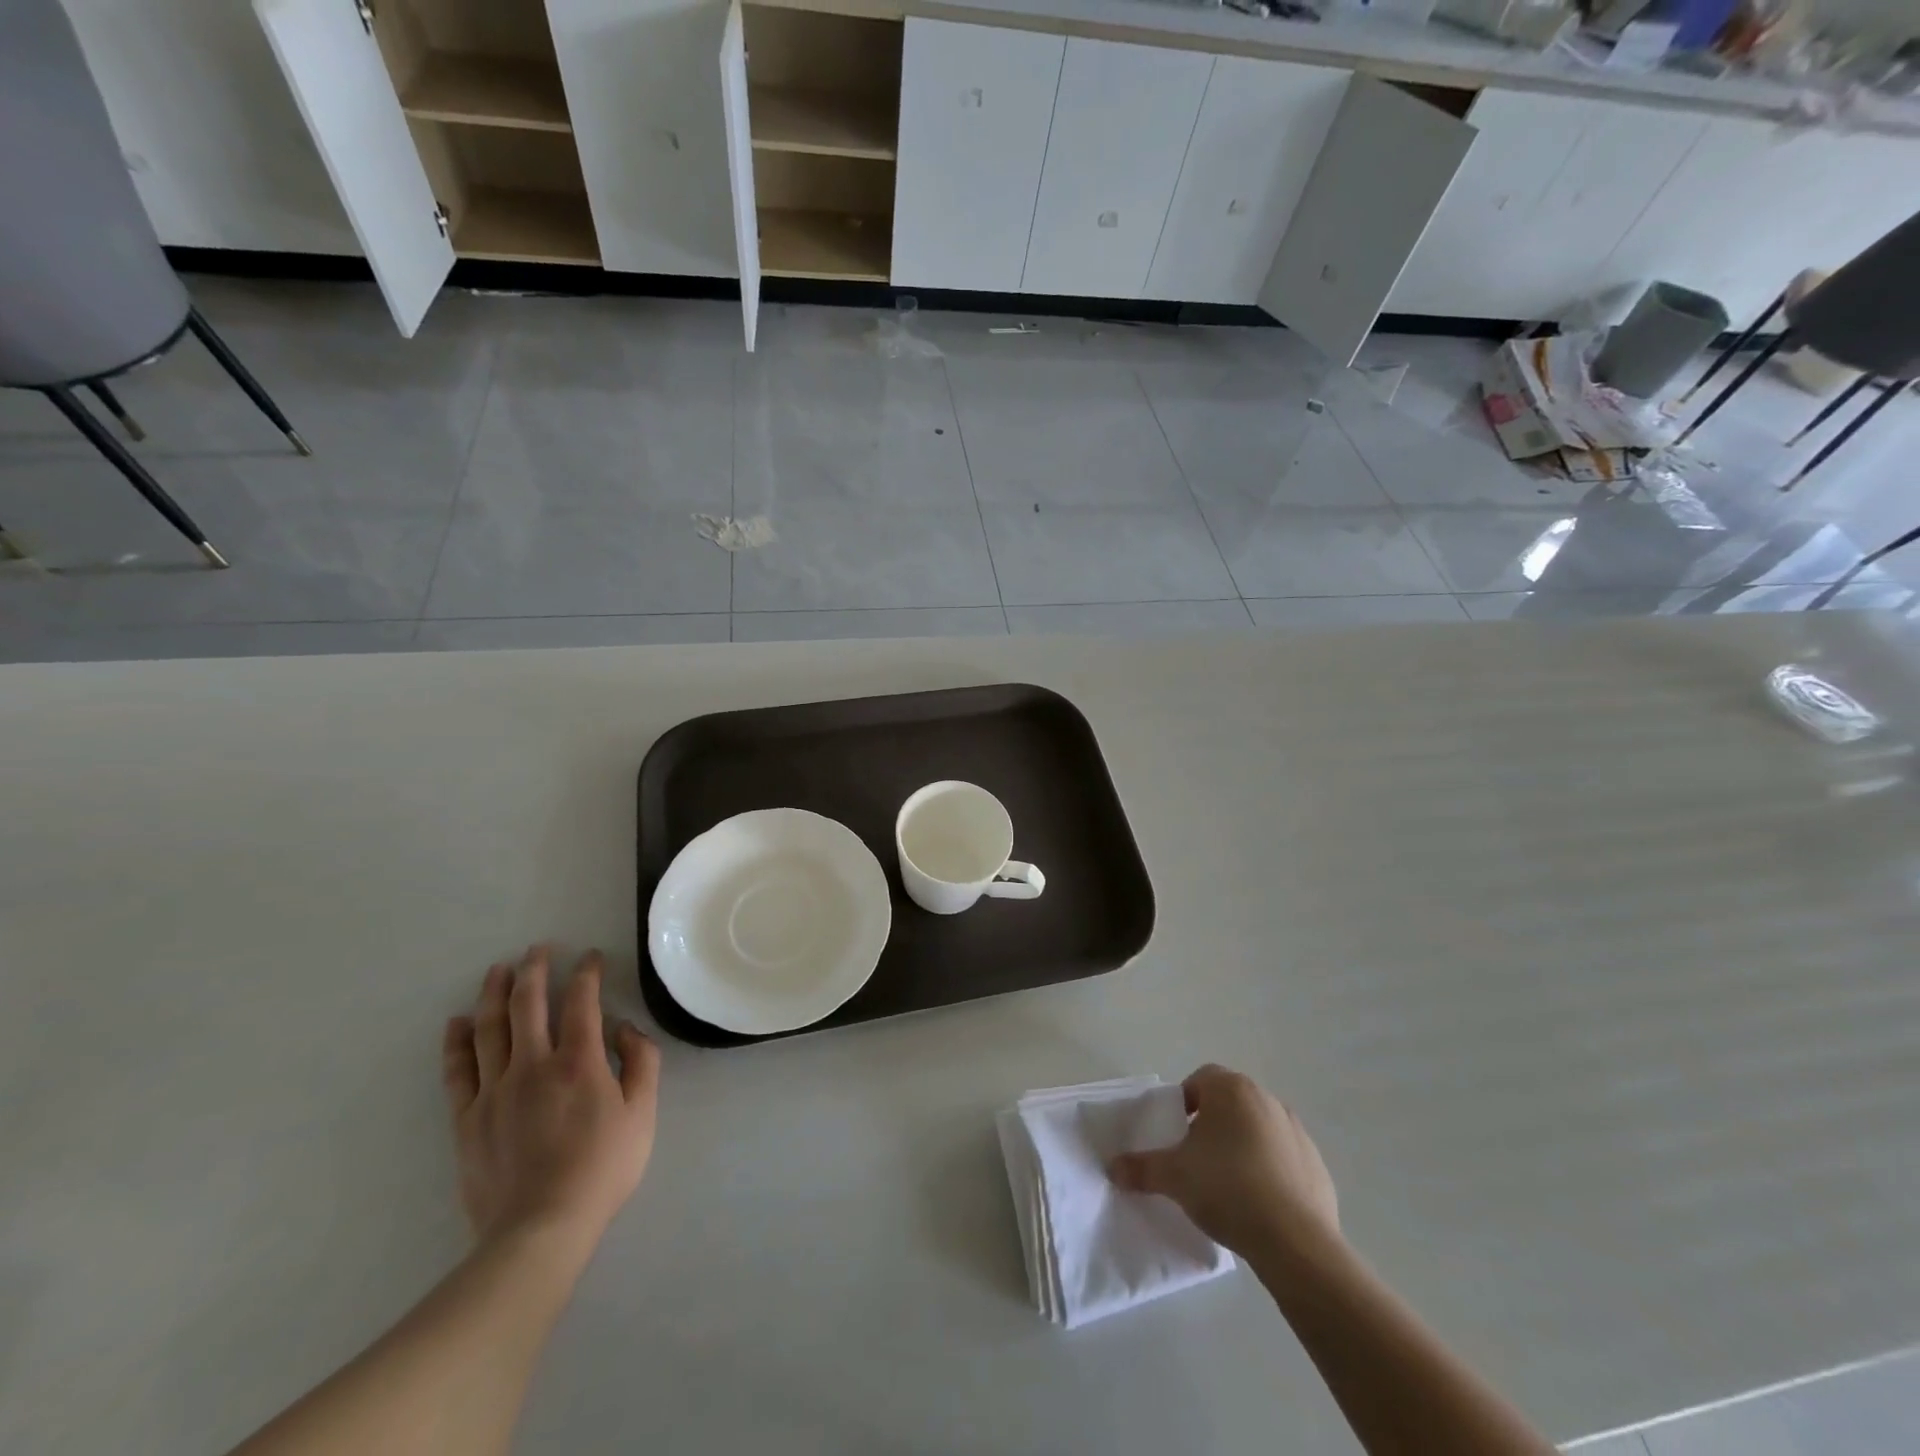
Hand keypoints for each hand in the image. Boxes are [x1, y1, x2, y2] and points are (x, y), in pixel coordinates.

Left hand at [441, 947, 660, 1259]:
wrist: (540, 1229)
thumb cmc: (602, 1168)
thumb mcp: (643, 1114)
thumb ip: (641, 1062)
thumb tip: (624, 1028)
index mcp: (579, 1061)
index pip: (582, 1001)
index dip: (587, 973)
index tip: (590, 957)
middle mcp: (533, 1064)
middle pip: (528, 1004)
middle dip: (535, 970)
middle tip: (538, 948)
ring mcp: (495, 1089)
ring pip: (490, 1028)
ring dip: (494, 993)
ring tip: (498, 969)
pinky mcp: (468, 1117)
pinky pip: (458, 1069)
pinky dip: (456, 1041)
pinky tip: (457, 1022)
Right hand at [1109, 1064, 1339, 1267]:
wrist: (1295, 1242)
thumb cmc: (1227, 1189)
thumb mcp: (1173, 1177)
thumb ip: (1141, 1167)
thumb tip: (1112, 1168)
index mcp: (1231, 1090)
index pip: (1200, 1079)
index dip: (1184, 1102)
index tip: (1177, 1133)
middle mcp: (1266, 1099)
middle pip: (1230, 1102)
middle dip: (1212, 1124)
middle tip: (1196, 1159)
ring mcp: (1296, 1131)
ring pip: (1258, 1129)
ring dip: (1242, 1146)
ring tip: (1228, 1185)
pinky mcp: (1317, 1165)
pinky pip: (1284, 1158)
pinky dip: (1270, 1171)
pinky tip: (1259, 1204)